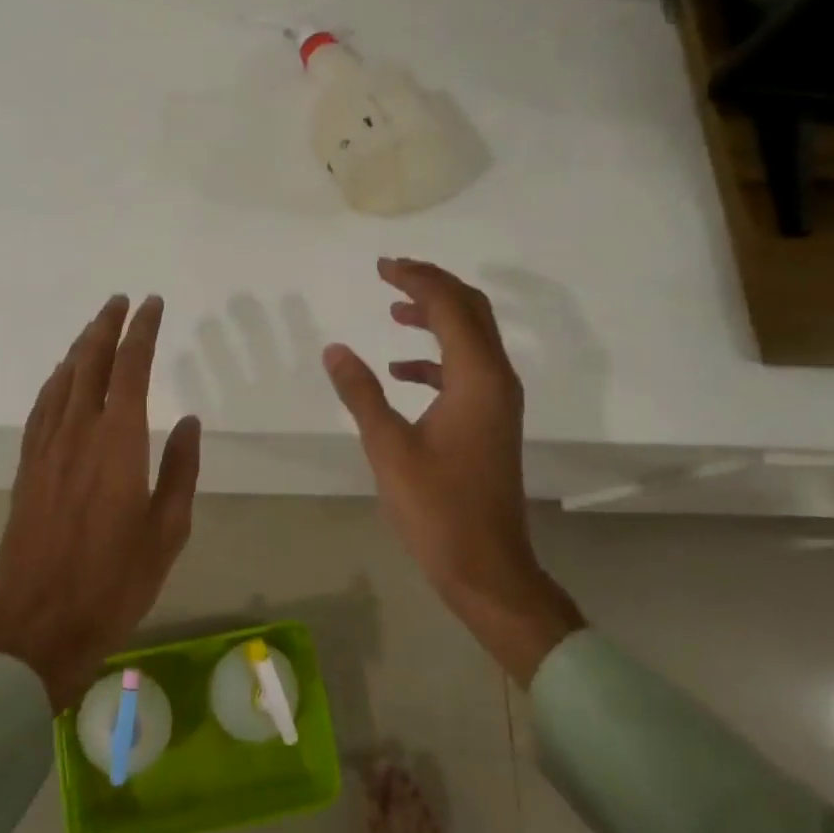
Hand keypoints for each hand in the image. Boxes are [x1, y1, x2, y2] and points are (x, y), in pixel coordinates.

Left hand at [0, 294, 201, 710]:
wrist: (39, 626)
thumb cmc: (115, 582)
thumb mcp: (168, 531)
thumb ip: (180, 470)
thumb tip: (188, 421)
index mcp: (118, 444)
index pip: (130, 370)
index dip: (141, 332)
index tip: (152, 305)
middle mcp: (78, 434)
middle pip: (89, 363)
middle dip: (106, 326)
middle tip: (121, 301)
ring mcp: (46, 450)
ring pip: (61, 381)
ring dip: (79, 348)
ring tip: (94, 328)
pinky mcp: (26, 469)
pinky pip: (40, 409)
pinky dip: (54, 382)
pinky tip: (60, 378)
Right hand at [323, 258, 583, 685]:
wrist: (486, 566)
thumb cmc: (436, 508)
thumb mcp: (388, 448)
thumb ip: (361, 393)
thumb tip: (335, 349)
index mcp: (476, 378)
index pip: (450, 306)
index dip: (416, 279)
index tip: (382, 266)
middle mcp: (496, 379)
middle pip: (471, 310)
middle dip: (433, 286)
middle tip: (392, 274)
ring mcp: (498, 401)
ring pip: (471, 338)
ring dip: (436, 317)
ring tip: (394, 310)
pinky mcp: (491, 420)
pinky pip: (466, 369)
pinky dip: (436, 357)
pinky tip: (401, 371)